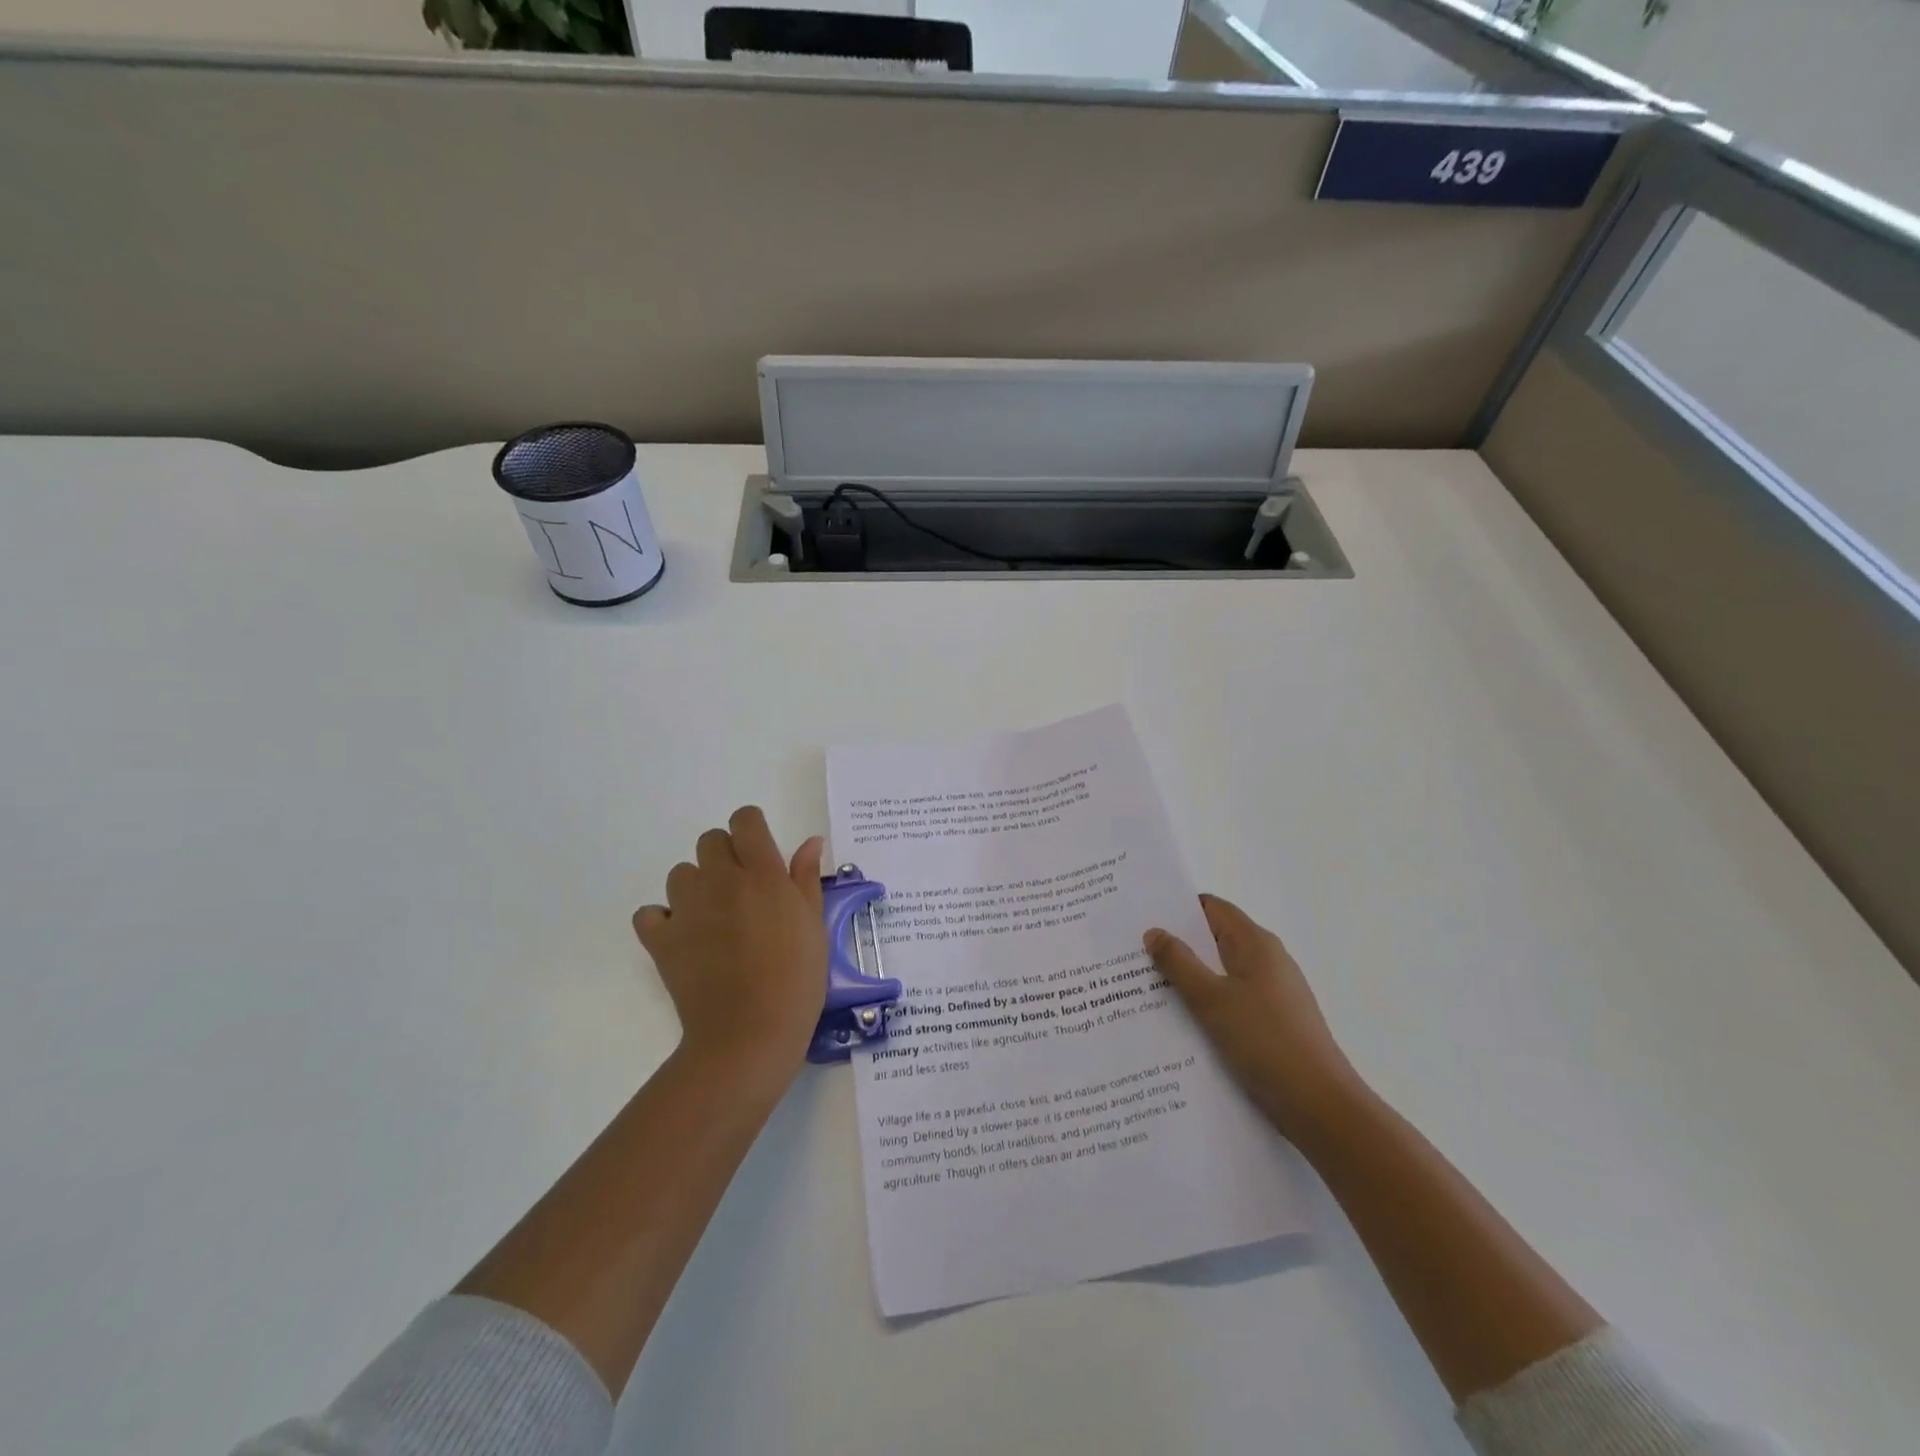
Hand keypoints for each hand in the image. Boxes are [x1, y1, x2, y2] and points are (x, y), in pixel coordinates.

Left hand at [634, 806, 827, 1086]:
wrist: (749, 1034)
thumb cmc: (796, 979)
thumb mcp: (814, 925)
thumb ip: (806, 879)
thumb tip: (809, 842)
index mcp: (762, 874)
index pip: (745, 821)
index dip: (752, 828)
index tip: (761, 850)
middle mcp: (721, 881)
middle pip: (710, 841)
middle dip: (726, 855)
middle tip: (743, 889)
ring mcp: (686, 909)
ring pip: (681, 873)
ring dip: (697, 885)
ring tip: (714, 916)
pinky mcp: (661, 940)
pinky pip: (650, 913)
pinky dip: (662, 919)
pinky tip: (683, 937)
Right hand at [1145, 895, 1363, 1144]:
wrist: (1321, 1107)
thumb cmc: (1266, 1042)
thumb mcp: (1212, 1000)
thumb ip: (1179, 963)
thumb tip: (1154, 931)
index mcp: (1256, 944)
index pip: (1212, 908)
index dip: (1177, 908)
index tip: (1141, 915)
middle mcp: (1267, 961)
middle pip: (1215, 940)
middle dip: (1176, 944)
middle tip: (1133, 952)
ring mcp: (1273, 993)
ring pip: (1221, 973)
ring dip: (1188, 977)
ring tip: (1146, 986)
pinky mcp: (1272, 1022)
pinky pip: (1230, 999)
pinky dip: (1205, 1002)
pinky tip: (1179, 1021)